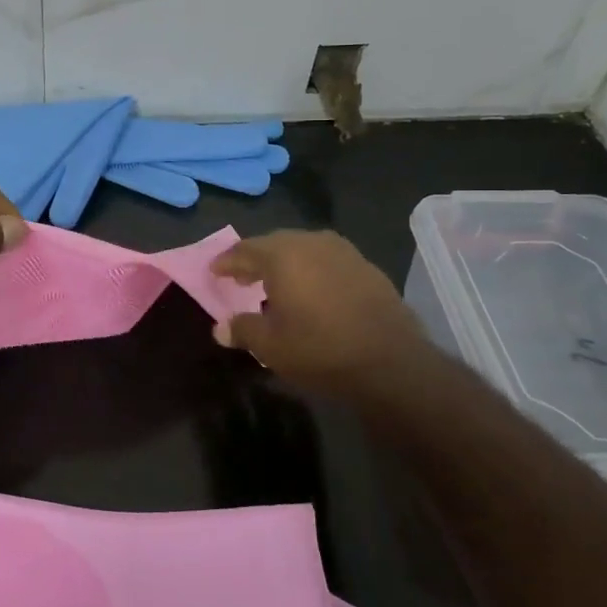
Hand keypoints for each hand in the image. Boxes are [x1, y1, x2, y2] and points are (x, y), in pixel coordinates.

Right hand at [210, 230, 435, 397]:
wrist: (392, 363)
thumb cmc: (321, 350)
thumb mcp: (271, 346)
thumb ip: (243, 329)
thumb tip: (221, 328)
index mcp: (282, 255)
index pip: (244, 250)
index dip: (226, 262)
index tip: (214, 271)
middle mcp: (312, 243)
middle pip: (274, 244)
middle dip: (255, 259)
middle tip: (241, 278)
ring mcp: (344, 252)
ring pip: (303, 249)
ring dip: (285, 263)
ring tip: (275, 284)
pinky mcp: (367, 267)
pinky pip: (327, 260)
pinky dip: (311, 270)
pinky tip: (311, 291)